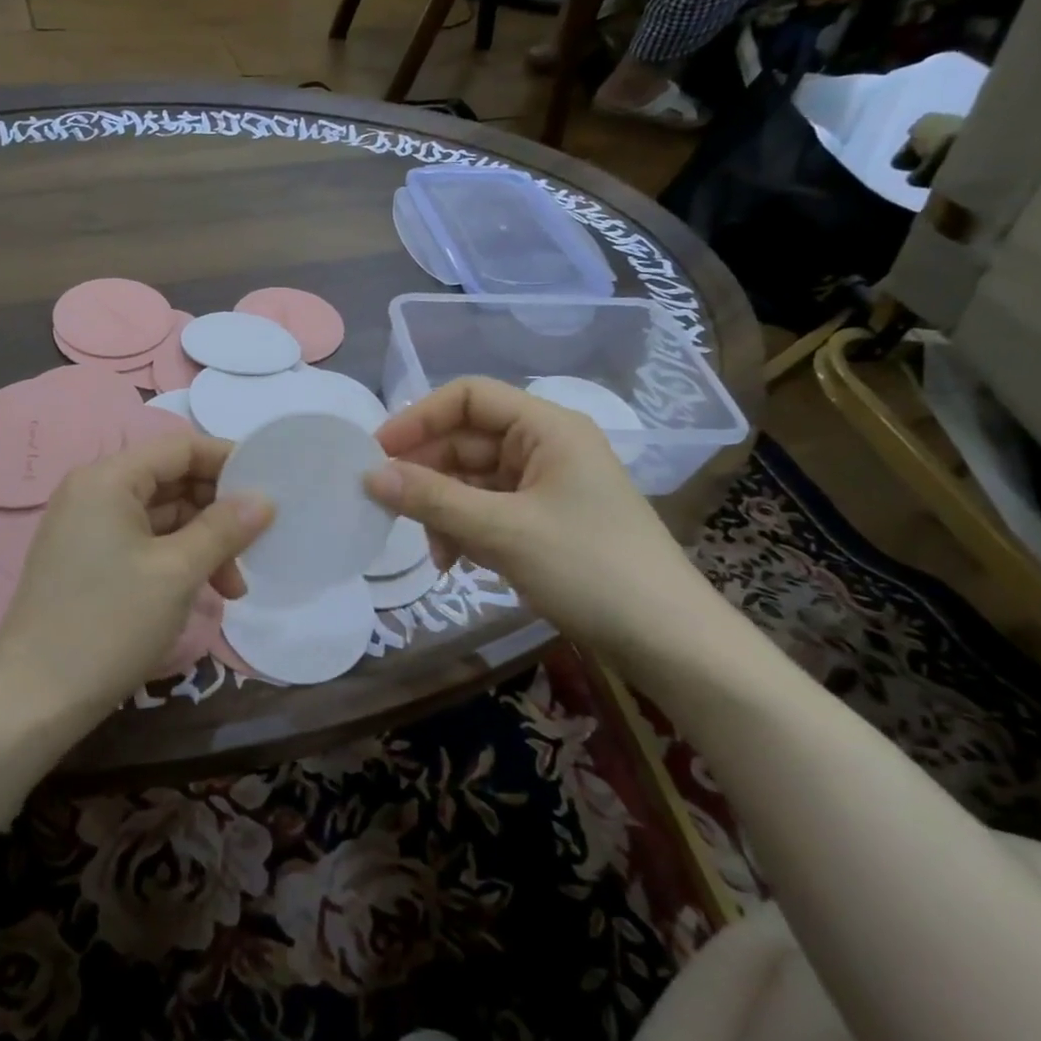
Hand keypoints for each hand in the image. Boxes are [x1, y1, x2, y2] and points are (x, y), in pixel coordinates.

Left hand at [0, 433, 273, 728]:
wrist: (34, 701)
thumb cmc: (109, 624)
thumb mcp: (177, 572)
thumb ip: (224, 528)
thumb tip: (265, 499)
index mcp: (108, 479)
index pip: (179, 447)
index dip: (227, 460)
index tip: (270, 485)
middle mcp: (93, 492)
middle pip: (171, 481)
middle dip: (218, 512)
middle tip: (255, 547)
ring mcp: (86, 528)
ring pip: (161, 516)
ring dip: (202, 543)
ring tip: (233, 589)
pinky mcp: (87, 560)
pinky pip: (143, 542)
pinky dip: (177, 559)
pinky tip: (202, 592)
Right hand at [367, 377, 719, 667]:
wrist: (670, 643)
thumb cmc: (589, 569)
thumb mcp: (502, 532)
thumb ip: (432, 499)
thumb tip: (370, 476)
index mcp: (546, 427)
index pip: (468, 397)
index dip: (418, 418)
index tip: (377, 453)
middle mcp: (546, 446)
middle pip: (467, 439)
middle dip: (427, 473)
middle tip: (387, 506)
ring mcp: (547, 486)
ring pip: (473, 479)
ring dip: (444, 509)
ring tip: (434, 551)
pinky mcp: (546, 521)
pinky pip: (489, 510)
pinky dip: (465, 530)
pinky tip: (455, 563)